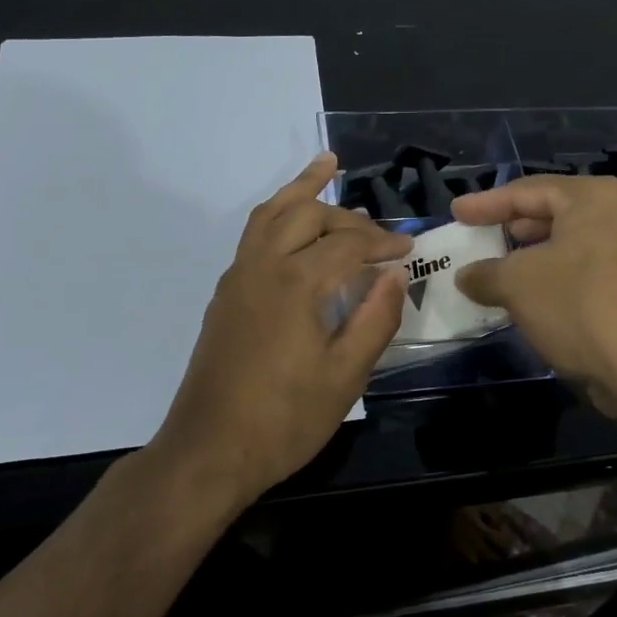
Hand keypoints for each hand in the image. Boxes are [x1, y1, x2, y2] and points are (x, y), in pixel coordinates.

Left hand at [151, 154, 408, 505]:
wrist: (208, 451)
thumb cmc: (284, 420)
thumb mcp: (345, 377)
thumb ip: (376, 319)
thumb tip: (396, 274)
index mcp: (296, 284)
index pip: (349, 245)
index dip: (383, 243)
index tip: (409, 250)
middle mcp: (263, 266)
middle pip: (308, 215)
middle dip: (349, 217)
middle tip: (379, 235)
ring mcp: (238, 276)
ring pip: (271, 212)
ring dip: (301, 189)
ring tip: (326, 165)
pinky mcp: (226, 292)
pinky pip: (254, 233)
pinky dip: (278, 212)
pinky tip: (292, 220)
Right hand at [450, 175, 616, 421]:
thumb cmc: (579, 308)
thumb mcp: (518, 285)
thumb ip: (486, 274)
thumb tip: (466, 276)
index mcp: (594, 198)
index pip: (528, 190)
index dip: (486, 203)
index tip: (457, 212)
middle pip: (555, 213)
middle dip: (514, 227)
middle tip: (482, 238)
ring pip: (573, 244)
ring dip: (535, 257)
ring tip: (503, 271)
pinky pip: (590, 270)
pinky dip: (559, 277)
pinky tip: (538, 300)